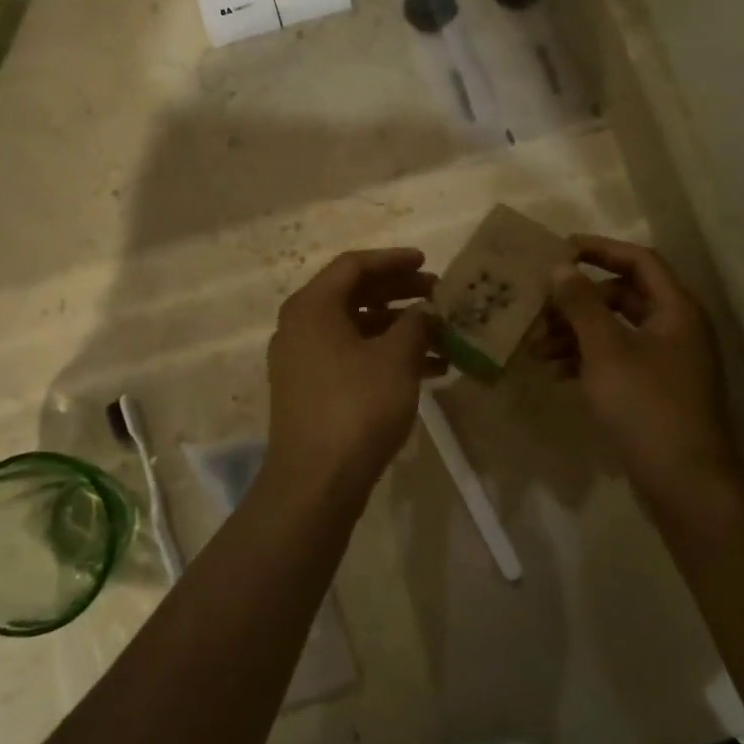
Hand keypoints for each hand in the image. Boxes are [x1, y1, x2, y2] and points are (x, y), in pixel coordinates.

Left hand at [264, 248, 441, 501]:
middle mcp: (301, 326)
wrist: (316, 482)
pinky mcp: (312, 389)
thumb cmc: (356, 407)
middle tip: (438, 295)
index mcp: (312, 306)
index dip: (393, 260)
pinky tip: (428, 369)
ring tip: (442, 336)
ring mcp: (304, 360)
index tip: (427, 262)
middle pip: (354, 295)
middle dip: (400, 293)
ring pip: (357, 329)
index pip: (354, 266)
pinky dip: (386, 357)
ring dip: (399, 329)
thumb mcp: (395, 360)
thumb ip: (415, 325)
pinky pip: (352, 357)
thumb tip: (426, 311)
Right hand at [538, 235, 741, 503]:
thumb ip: (581, 304)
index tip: (559, 250)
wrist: (685, 483)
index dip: (599, 250)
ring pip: (614, 330)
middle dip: (577, 301)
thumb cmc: (646, 405)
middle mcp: (675, 328)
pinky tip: (556, 372)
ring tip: (537, 348)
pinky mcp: (653, 390)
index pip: (638, 260)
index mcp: (675, 310)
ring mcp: (666, 361)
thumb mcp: (606, 350)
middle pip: (622, 296)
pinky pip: (615, 359)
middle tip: (539, 309)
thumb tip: (560, 266)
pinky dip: (586, 358)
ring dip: (575, 332)